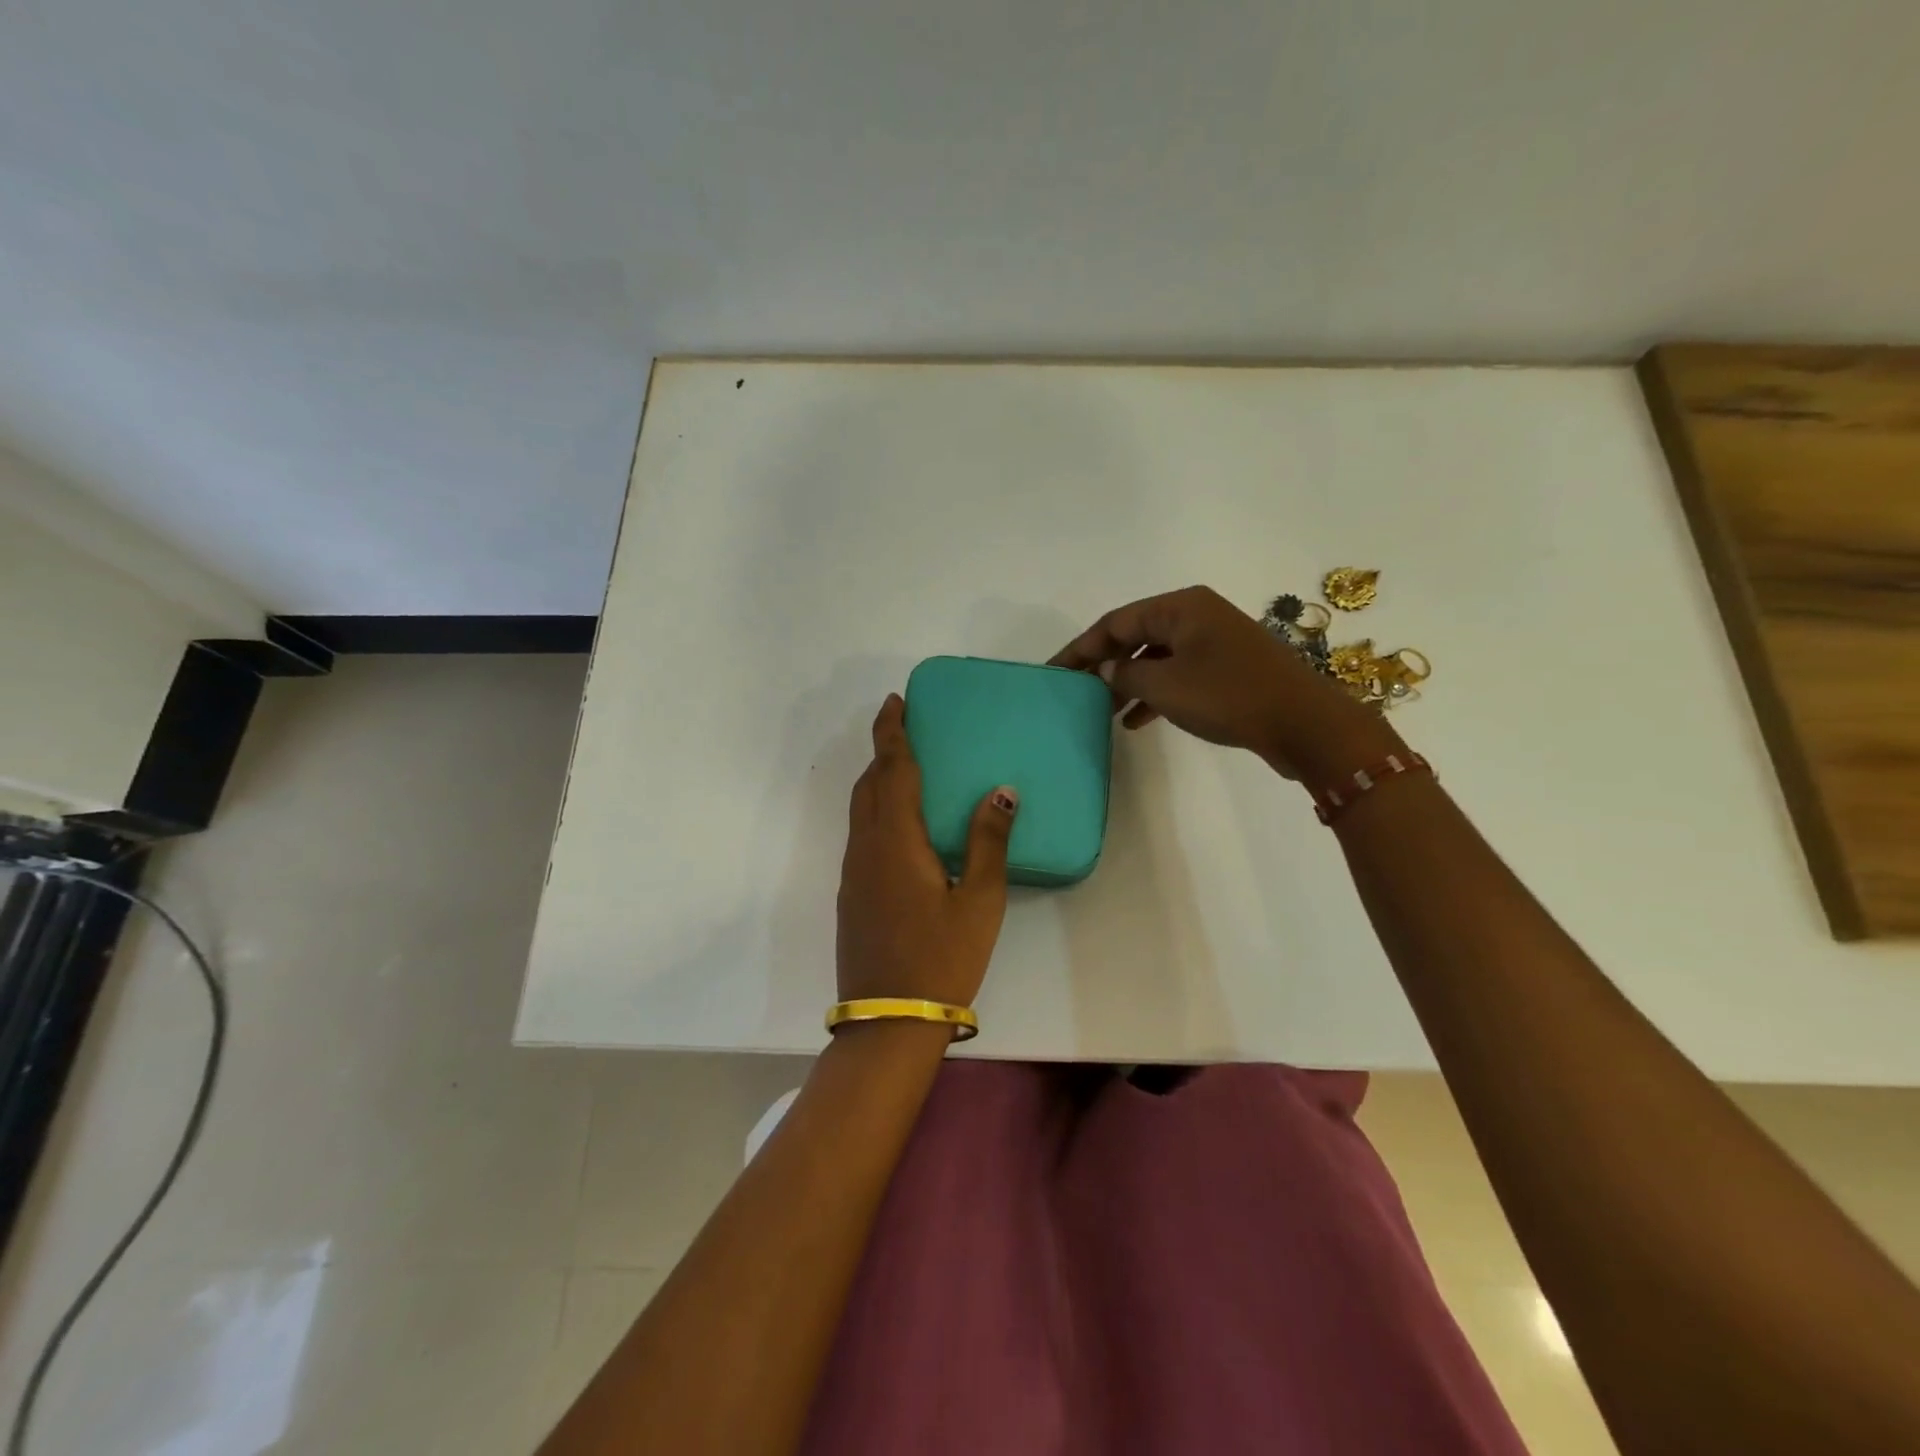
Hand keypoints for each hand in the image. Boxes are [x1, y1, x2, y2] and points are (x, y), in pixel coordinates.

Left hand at [836, 694, 1016, 1007]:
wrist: (888, 1020)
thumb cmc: (942, 957)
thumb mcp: (979, 901)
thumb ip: (988, 842)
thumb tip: (1001, 792)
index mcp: (896, 841)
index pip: (892, 770)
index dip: (892, 732)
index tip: (895, 702)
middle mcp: (866, 848)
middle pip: (869, 784)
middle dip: (883, 750)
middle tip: (904, 728)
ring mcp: (853, 872)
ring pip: (860, 809)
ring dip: (877, 780)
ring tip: (904, 768)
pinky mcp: (850, 894)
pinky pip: (861, 833)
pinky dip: (875, 809)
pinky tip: (899, 824)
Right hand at [1050, 585, 1400, 779]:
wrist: (1305, 723)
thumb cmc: (1229, 696)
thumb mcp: (1165, 687)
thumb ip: (1124, 676)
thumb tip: (1102, 671)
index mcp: (1180, 607)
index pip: (1114, 622)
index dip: (1080, 648)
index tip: (1053, 672)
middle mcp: (1196, 615)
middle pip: (1134, 636)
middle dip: (1102, 665)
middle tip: (1073, 692)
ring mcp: (1214, 641)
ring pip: (1155, 658)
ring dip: (1127, 683)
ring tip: (1101, 712)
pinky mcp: (1226, 667)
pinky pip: (1177, 673)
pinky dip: (1155, 693)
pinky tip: (1136, 721)